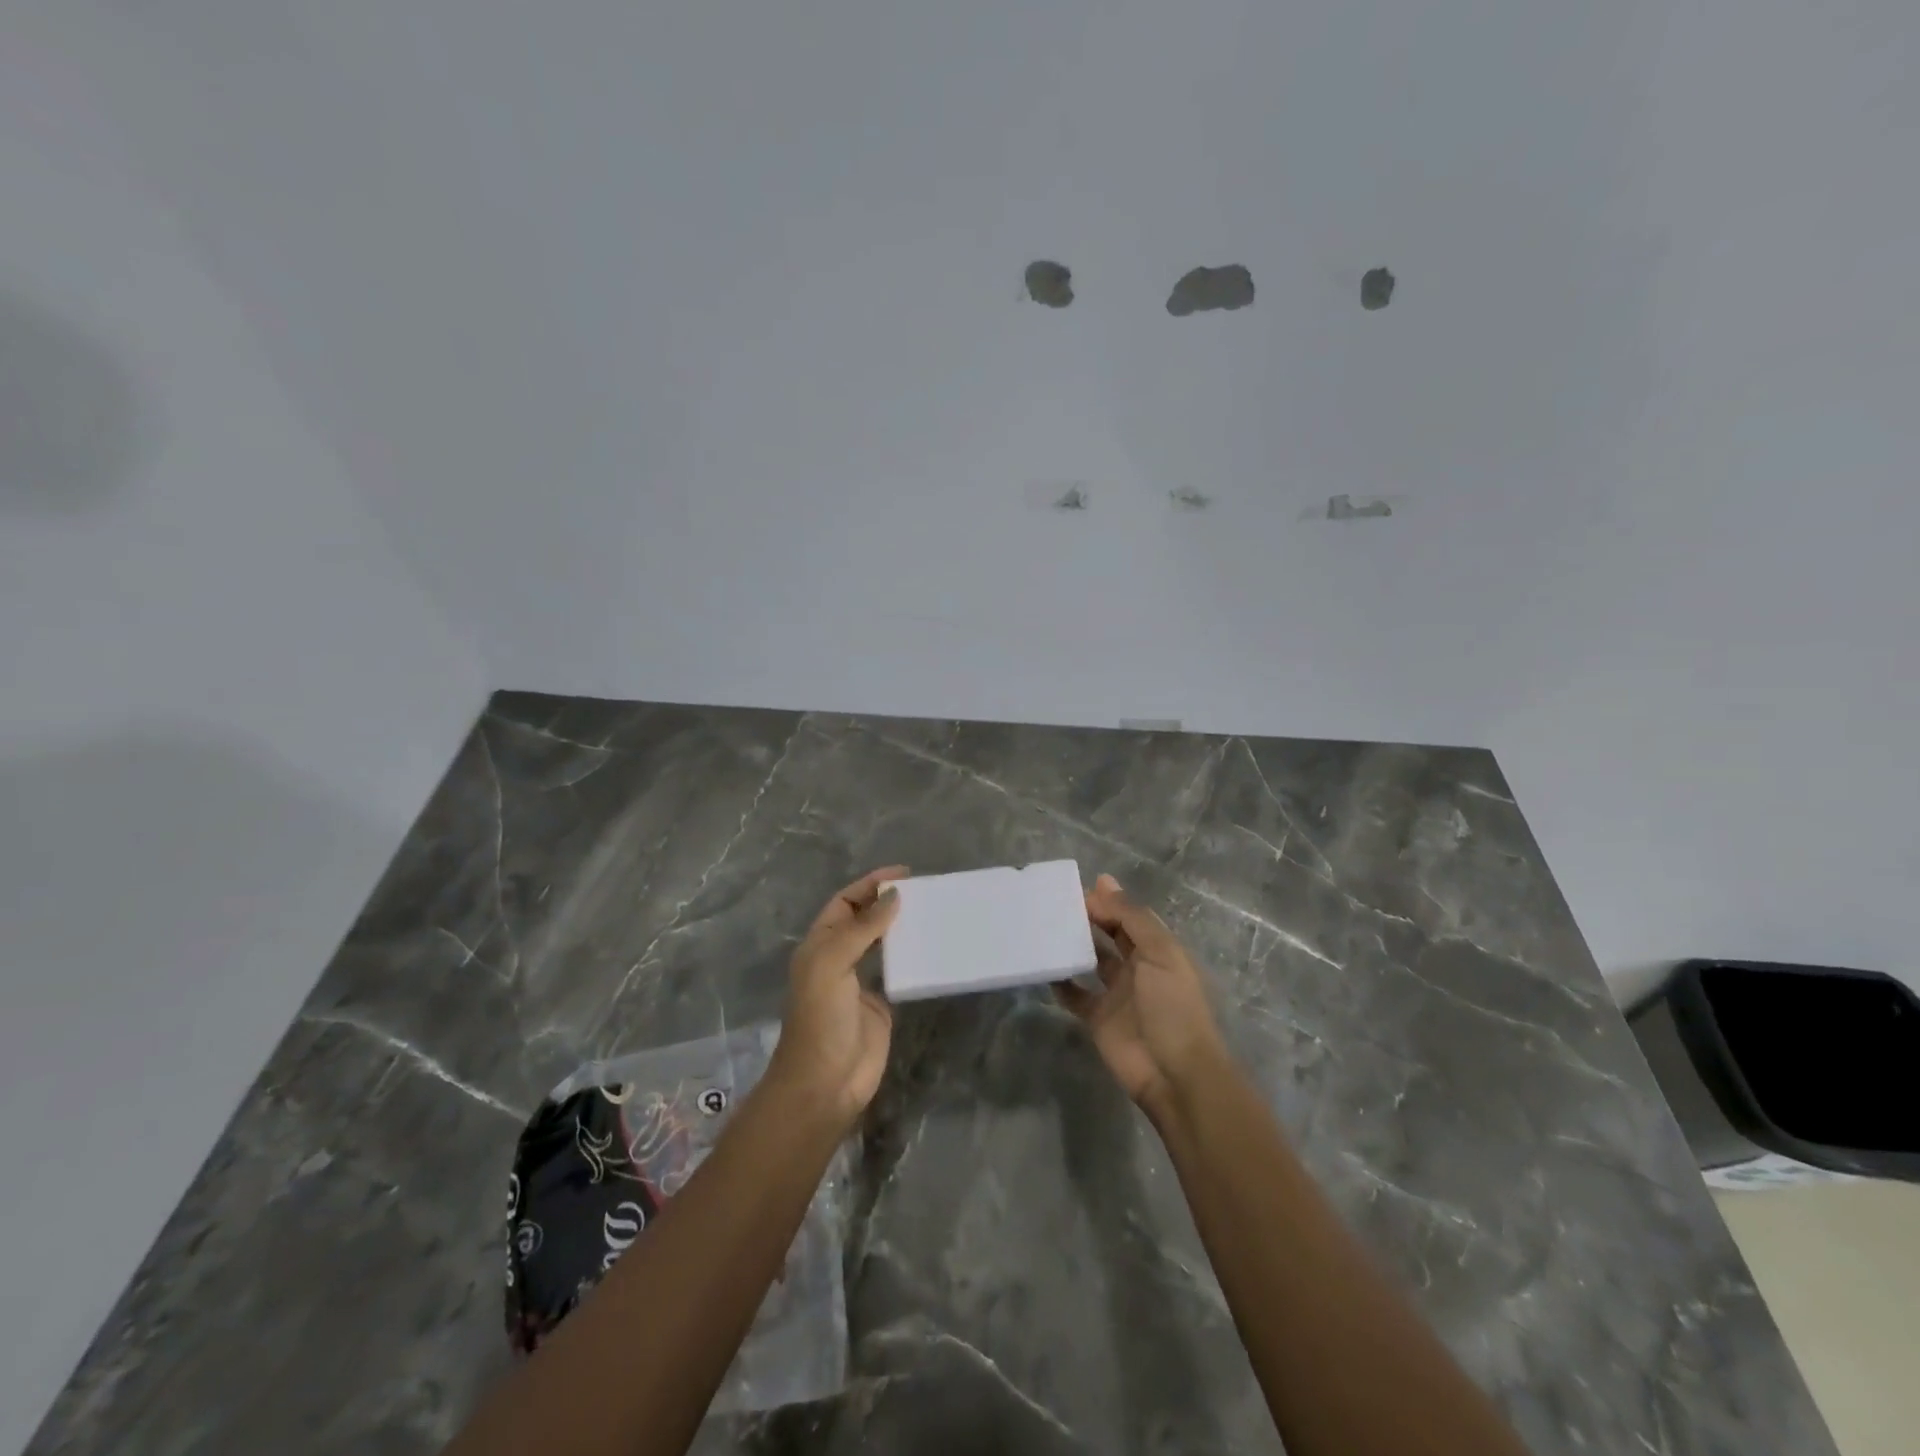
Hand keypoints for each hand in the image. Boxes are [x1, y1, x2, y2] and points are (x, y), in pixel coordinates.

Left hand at [768, 867, 905, 1126]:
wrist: (825, 1082)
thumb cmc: (821, 1018)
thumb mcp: (832, 964)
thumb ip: (862, 928)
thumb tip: (894, 897)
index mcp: (820, 944)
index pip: (845, 902)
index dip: (870, 885)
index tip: (903, 874)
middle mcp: (839, 958)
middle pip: (864, 919)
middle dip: (888, 902)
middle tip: (924, 891)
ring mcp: (860, 982)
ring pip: (883, 943)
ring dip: (902, 927)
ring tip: (931, 913)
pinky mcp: (881, 1004)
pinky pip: (899, 972)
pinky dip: (913, 957)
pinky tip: (932, 948)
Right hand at [1057, 874, 1226, 1114]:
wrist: (1175, 1074)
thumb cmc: (1173, 1006)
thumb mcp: (1160, 953)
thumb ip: (1131, 918)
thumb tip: (1104, 882)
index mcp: (1158, 950)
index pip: (1131, 916)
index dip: (1109, 901)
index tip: (1079, 888)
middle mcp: (1138, 968)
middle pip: (1111, 935)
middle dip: (1090, 917)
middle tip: (1057, 903)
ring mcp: (1117, 994)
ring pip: (1091, 961)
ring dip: (1073, 946)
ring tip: (1046, 927)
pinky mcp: (1098, 1018)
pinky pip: (1075, 995)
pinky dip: (1061, 982)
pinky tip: (1044, 967)